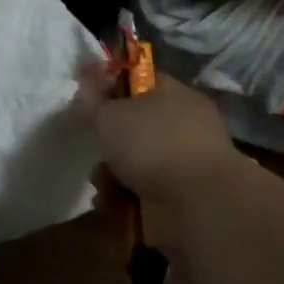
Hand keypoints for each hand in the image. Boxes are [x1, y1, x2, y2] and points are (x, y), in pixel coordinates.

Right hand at [93, 78, 247, 243]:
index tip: (86, 98)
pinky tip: (113, 202)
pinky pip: (140, 191)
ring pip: (133, 160)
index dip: (109, 84)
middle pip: (133, 124)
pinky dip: (122, 197)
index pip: (138, 78)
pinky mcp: (178, 199)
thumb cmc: (153, 145)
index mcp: (175, 95)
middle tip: (94, 143)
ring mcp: (183, 164)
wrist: (197, 207)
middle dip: (108, 138)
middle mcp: (182, 126)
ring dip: (110, 172)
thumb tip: (86, 76)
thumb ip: (93, 97)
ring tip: (103, 182)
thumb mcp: (111, 113)